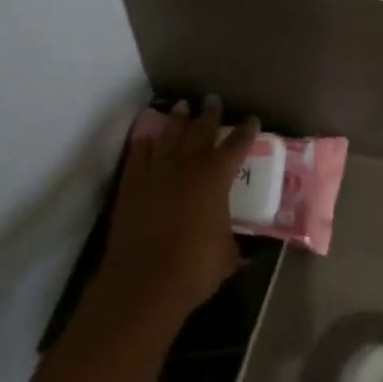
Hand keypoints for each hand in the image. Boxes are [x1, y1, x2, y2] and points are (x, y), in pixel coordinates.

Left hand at [98, 97, 258, 319]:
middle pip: (199, 132)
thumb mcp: (227, 255)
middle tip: (212, 100)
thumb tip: (240, 247)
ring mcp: (155, 172)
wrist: (144, 281)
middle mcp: (185, 167)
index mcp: (215, 180)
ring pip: (168, 136)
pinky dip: (145, 141)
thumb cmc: (194, 269)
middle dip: (208, 115)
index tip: (251, 119)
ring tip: (181, 106)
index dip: (245, 132)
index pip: (235, 147)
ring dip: (177, 120)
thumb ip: (233, 242)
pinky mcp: (131, 184)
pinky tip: (148, 136)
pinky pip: (138, 153)